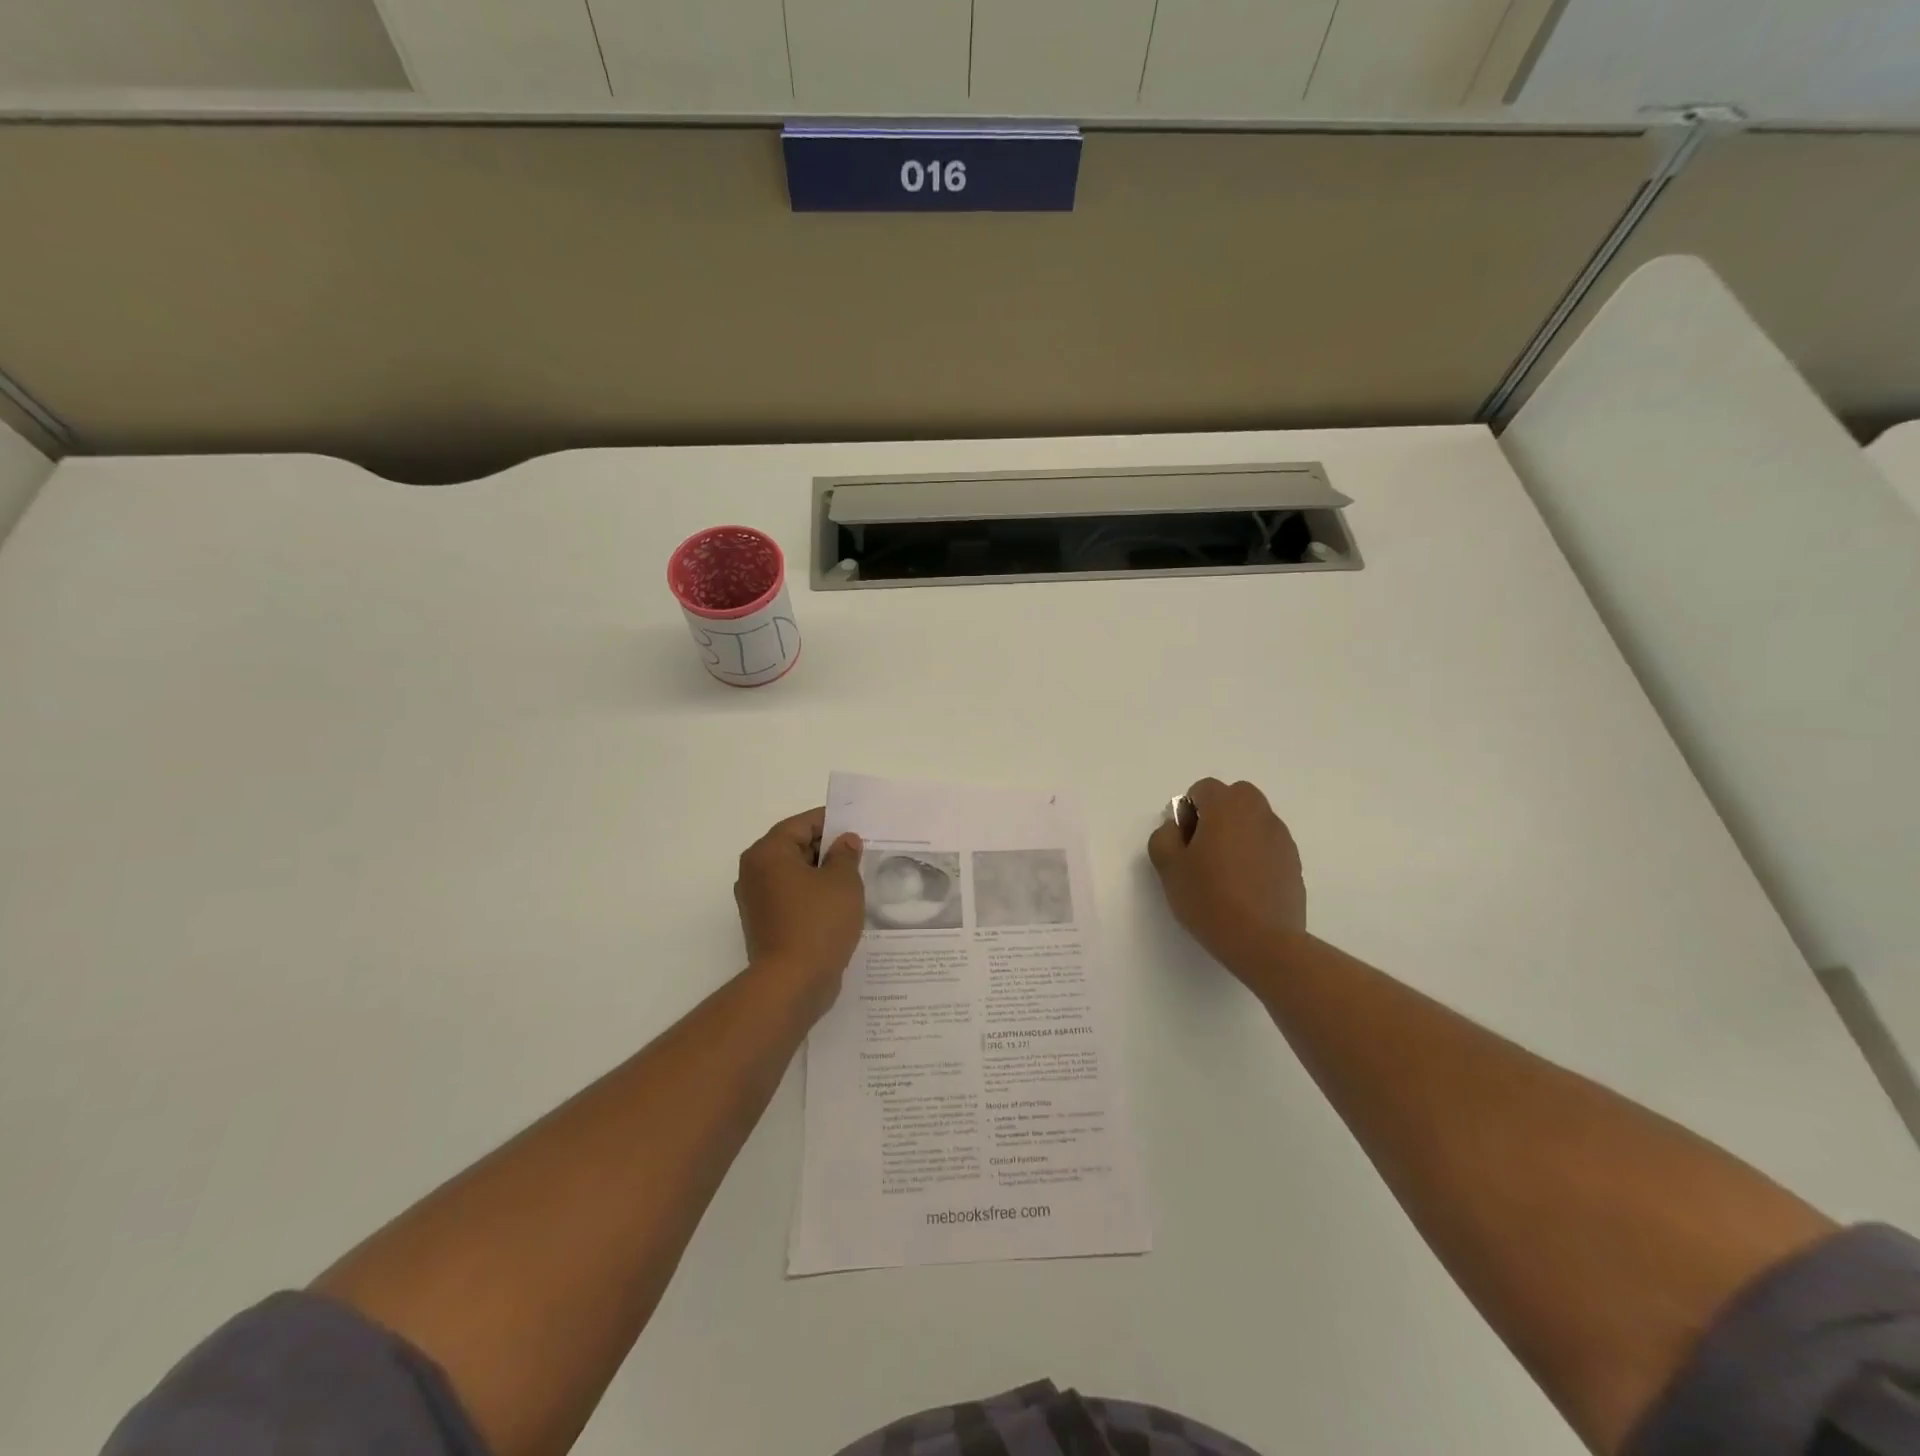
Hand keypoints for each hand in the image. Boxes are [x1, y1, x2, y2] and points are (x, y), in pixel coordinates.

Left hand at [734, 808, 864, 1019]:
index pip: (802, 824)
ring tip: (854, 881)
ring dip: (821, 876)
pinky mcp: (764, 925)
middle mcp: (754, 872)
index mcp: (768, 852)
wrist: (792, 983)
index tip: (858, 829)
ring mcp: (757, 901)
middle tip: (860, 855)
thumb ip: (845, 854)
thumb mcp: (843, 881)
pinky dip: (812, 897)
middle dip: (827, 850)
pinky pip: (792, 899)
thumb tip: (844, 842)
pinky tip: (839, 907)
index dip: (832, 823)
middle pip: (795, 847)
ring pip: (794, 875)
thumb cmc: (818, 922)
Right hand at [1147, 778, 1306, 977]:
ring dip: (1238, 833)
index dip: (1188, 810)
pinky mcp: (1294, 863)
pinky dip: (1255, 854)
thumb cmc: (1209, 897)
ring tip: (1224, 871)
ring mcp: (1281, 838)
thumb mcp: (1168, 867)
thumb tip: (1177, 827)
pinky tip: (1244, 886)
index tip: (1183, 841)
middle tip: (1203, 849)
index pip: (1204, 788)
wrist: (1262, 941)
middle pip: (1236, 797)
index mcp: (1226, 807)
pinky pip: (1269, 845)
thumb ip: (1164, 837)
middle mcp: (1258, 813)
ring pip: (1255, 820)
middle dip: (1217, 813)